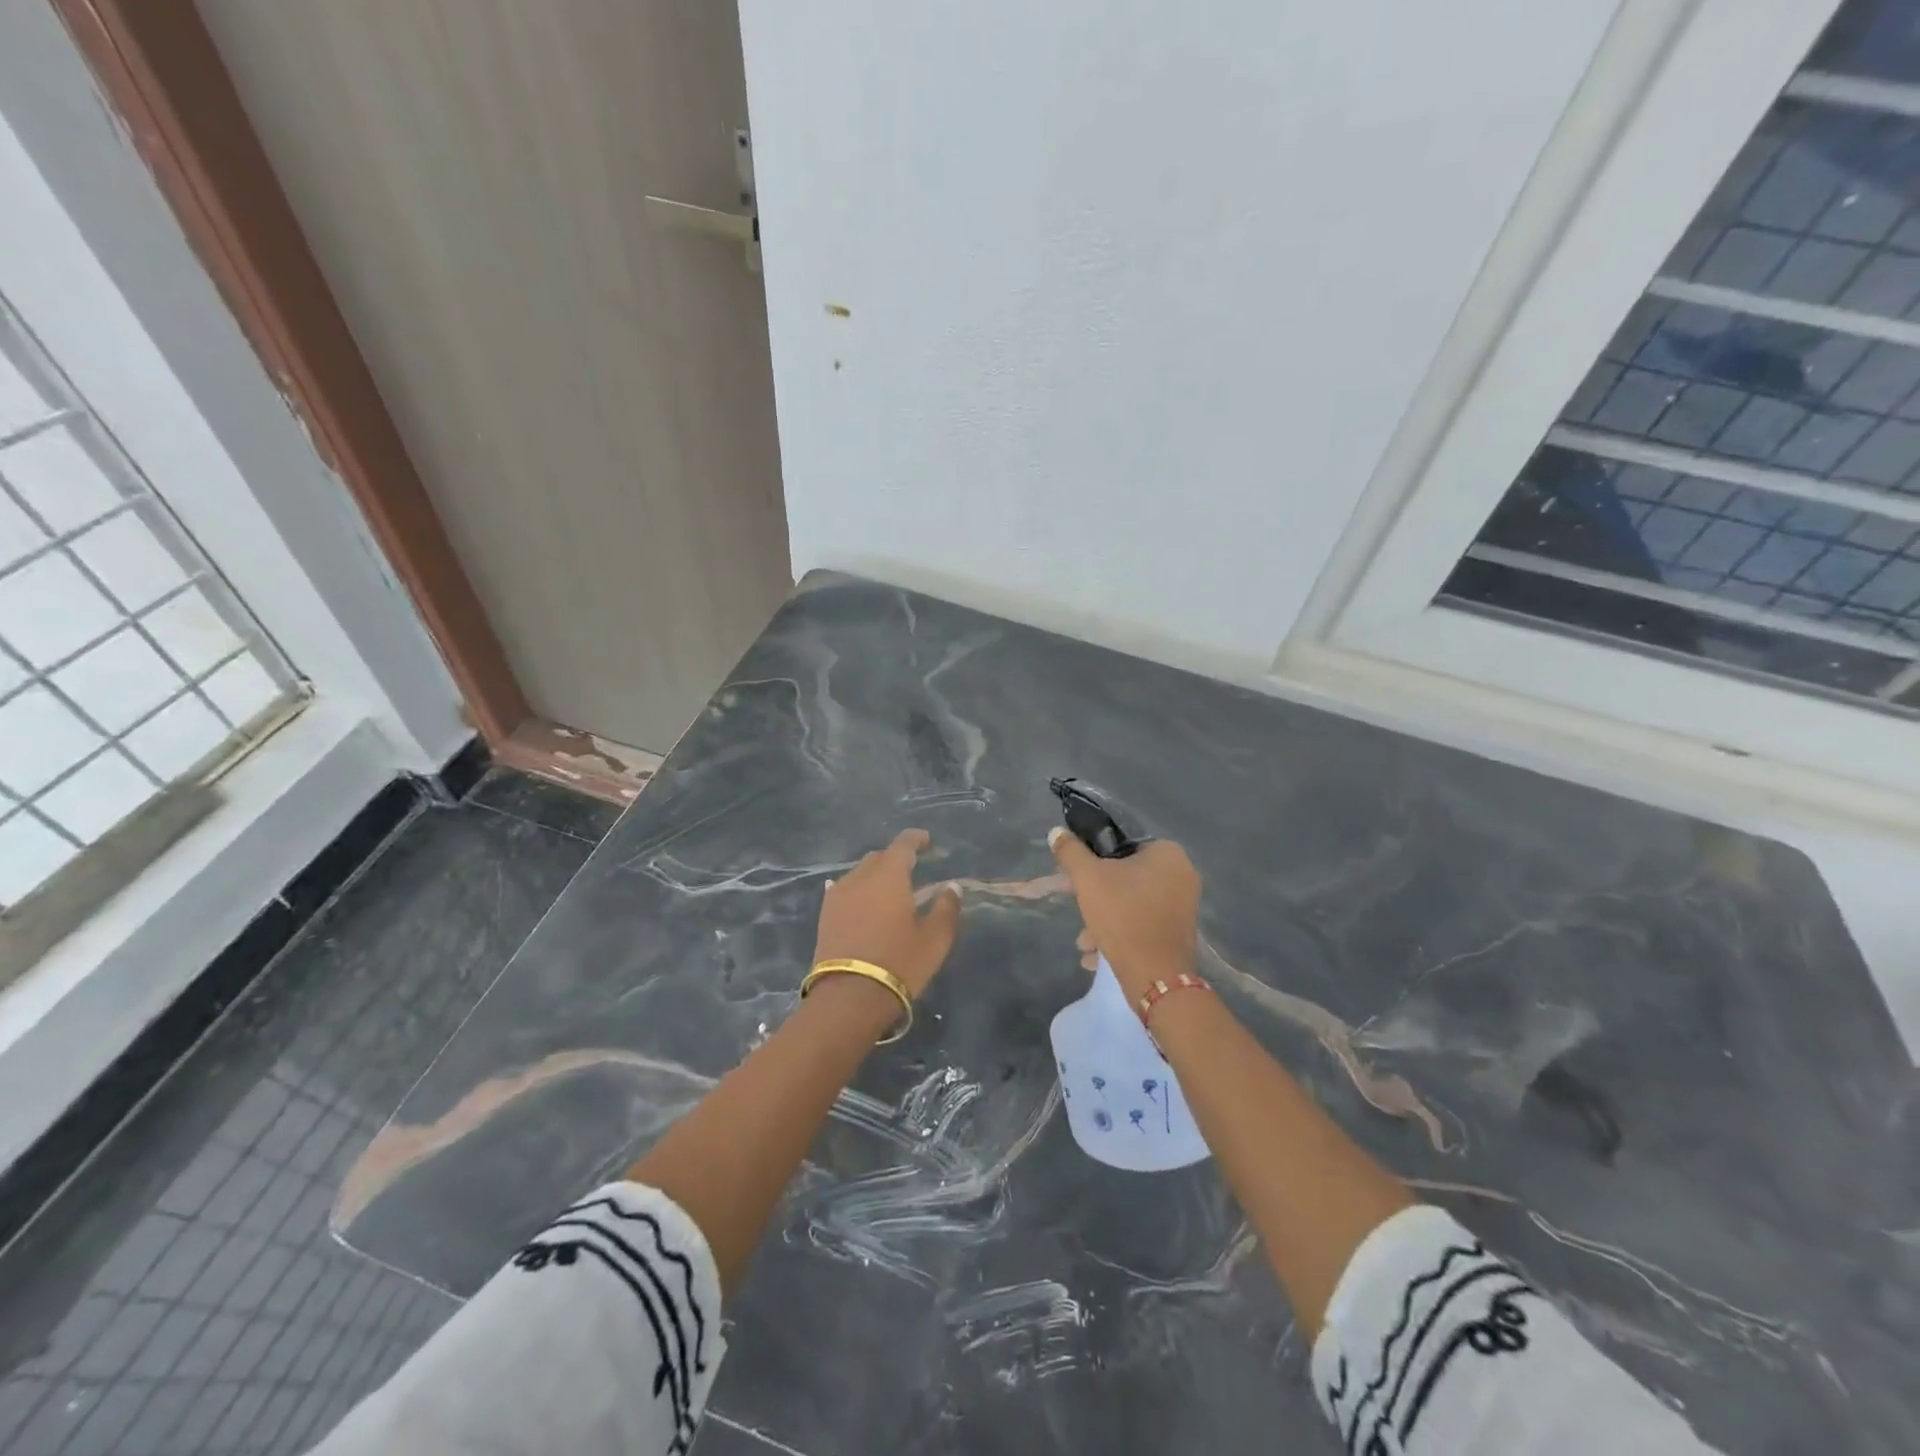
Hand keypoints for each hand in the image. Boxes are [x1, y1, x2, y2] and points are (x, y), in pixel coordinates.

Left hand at [814, 829, 961, 998]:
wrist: (848, 997)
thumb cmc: (899, 963)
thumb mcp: (934, 939)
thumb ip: (946, 908)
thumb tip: (951, 887)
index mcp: (889, 876)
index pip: (903, 845)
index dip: (916, 839)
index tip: (927, 841)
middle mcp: (860, 877)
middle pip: (879, 857)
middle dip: (896, 859)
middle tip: (912, 870)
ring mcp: (838, 895)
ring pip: (860, 874)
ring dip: (876, 876)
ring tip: (889, 892)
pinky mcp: (825, 915)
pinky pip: (844, 890)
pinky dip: (858, 890)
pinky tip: (861, 900)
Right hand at [1049, 829, 1200, 1000]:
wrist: (1155, 977)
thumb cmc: (1123, 916)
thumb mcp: (1088, 878)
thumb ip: (1070, 852)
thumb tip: (1056, 832)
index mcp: (1167, 853)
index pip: (1122, 845)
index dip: (1094, 860)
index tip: (1076, 879)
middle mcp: (1182, 874)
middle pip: (1125, 877)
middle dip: (1096, 898)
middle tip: (1078, 911)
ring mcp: (1184, 905)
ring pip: (1132, 904)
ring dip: (1104, 920)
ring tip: (1085, 944)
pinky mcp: (1179, 933)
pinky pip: (1143, 924)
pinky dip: (1121, 934)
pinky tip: (1098, 955)